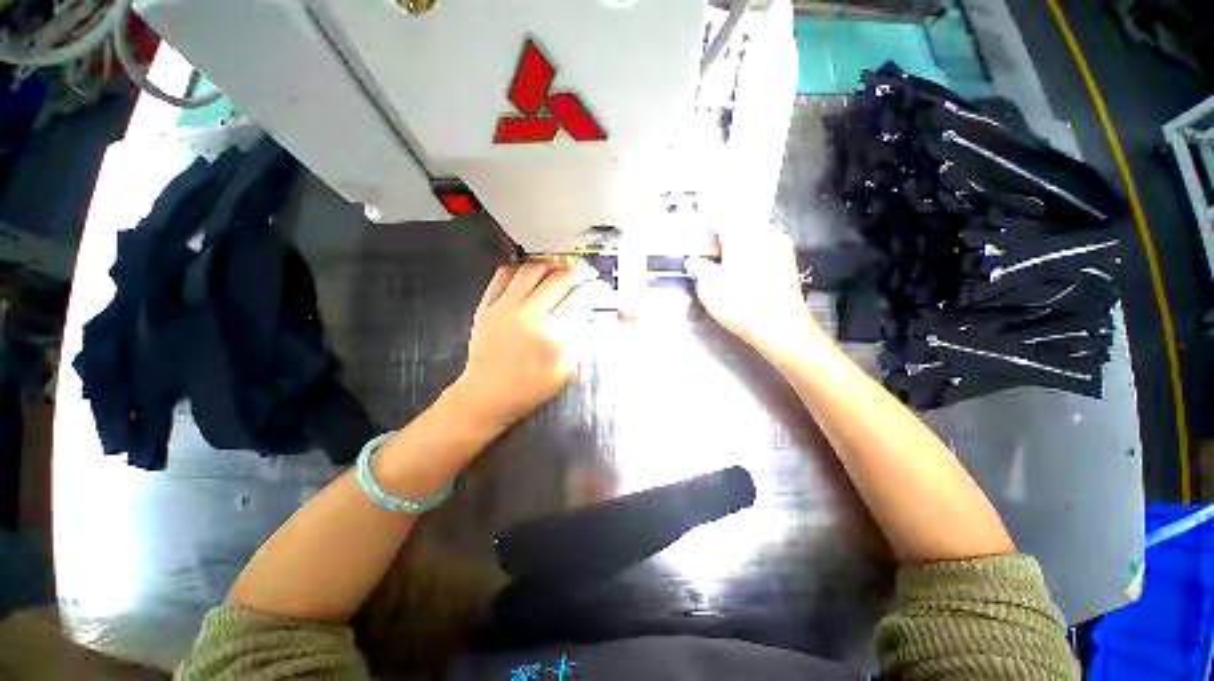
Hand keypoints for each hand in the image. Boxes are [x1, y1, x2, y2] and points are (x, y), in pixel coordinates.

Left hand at [448, 262, 604, 430]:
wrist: (487, 395)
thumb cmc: (530, 389)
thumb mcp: (566, 371)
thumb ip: (579, 340)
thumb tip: (587, 314)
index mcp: (553, 335)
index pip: (581, 298)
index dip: (596, 290)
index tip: (601, 290)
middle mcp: (530, 315)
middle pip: (561, 278)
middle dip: (579, 273)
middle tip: (586, 275)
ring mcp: (505, 308)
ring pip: (533, 269)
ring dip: (552, 266)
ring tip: (560, 271)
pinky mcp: (486, 306)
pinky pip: (503, 275)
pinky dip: (520, 269)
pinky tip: (529, 275)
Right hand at [687, 223, 822, 363]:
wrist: (780, 328)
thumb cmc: (740, 304)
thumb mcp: (707, 286)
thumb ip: (698, 267)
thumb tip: (694, 262)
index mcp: (742, 231)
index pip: (718, 217)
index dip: (703, 228)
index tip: (696, 242)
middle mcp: (764, 231)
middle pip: (737, 225)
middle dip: (720, 240)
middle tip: (707, 258)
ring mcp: (779, 246)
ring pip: (750, 238)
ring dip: (734, 249)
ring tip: (723, 269)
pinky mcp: (787, 262)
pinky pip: (762, 250)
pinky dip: (748, 257)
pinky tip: (741, 276)